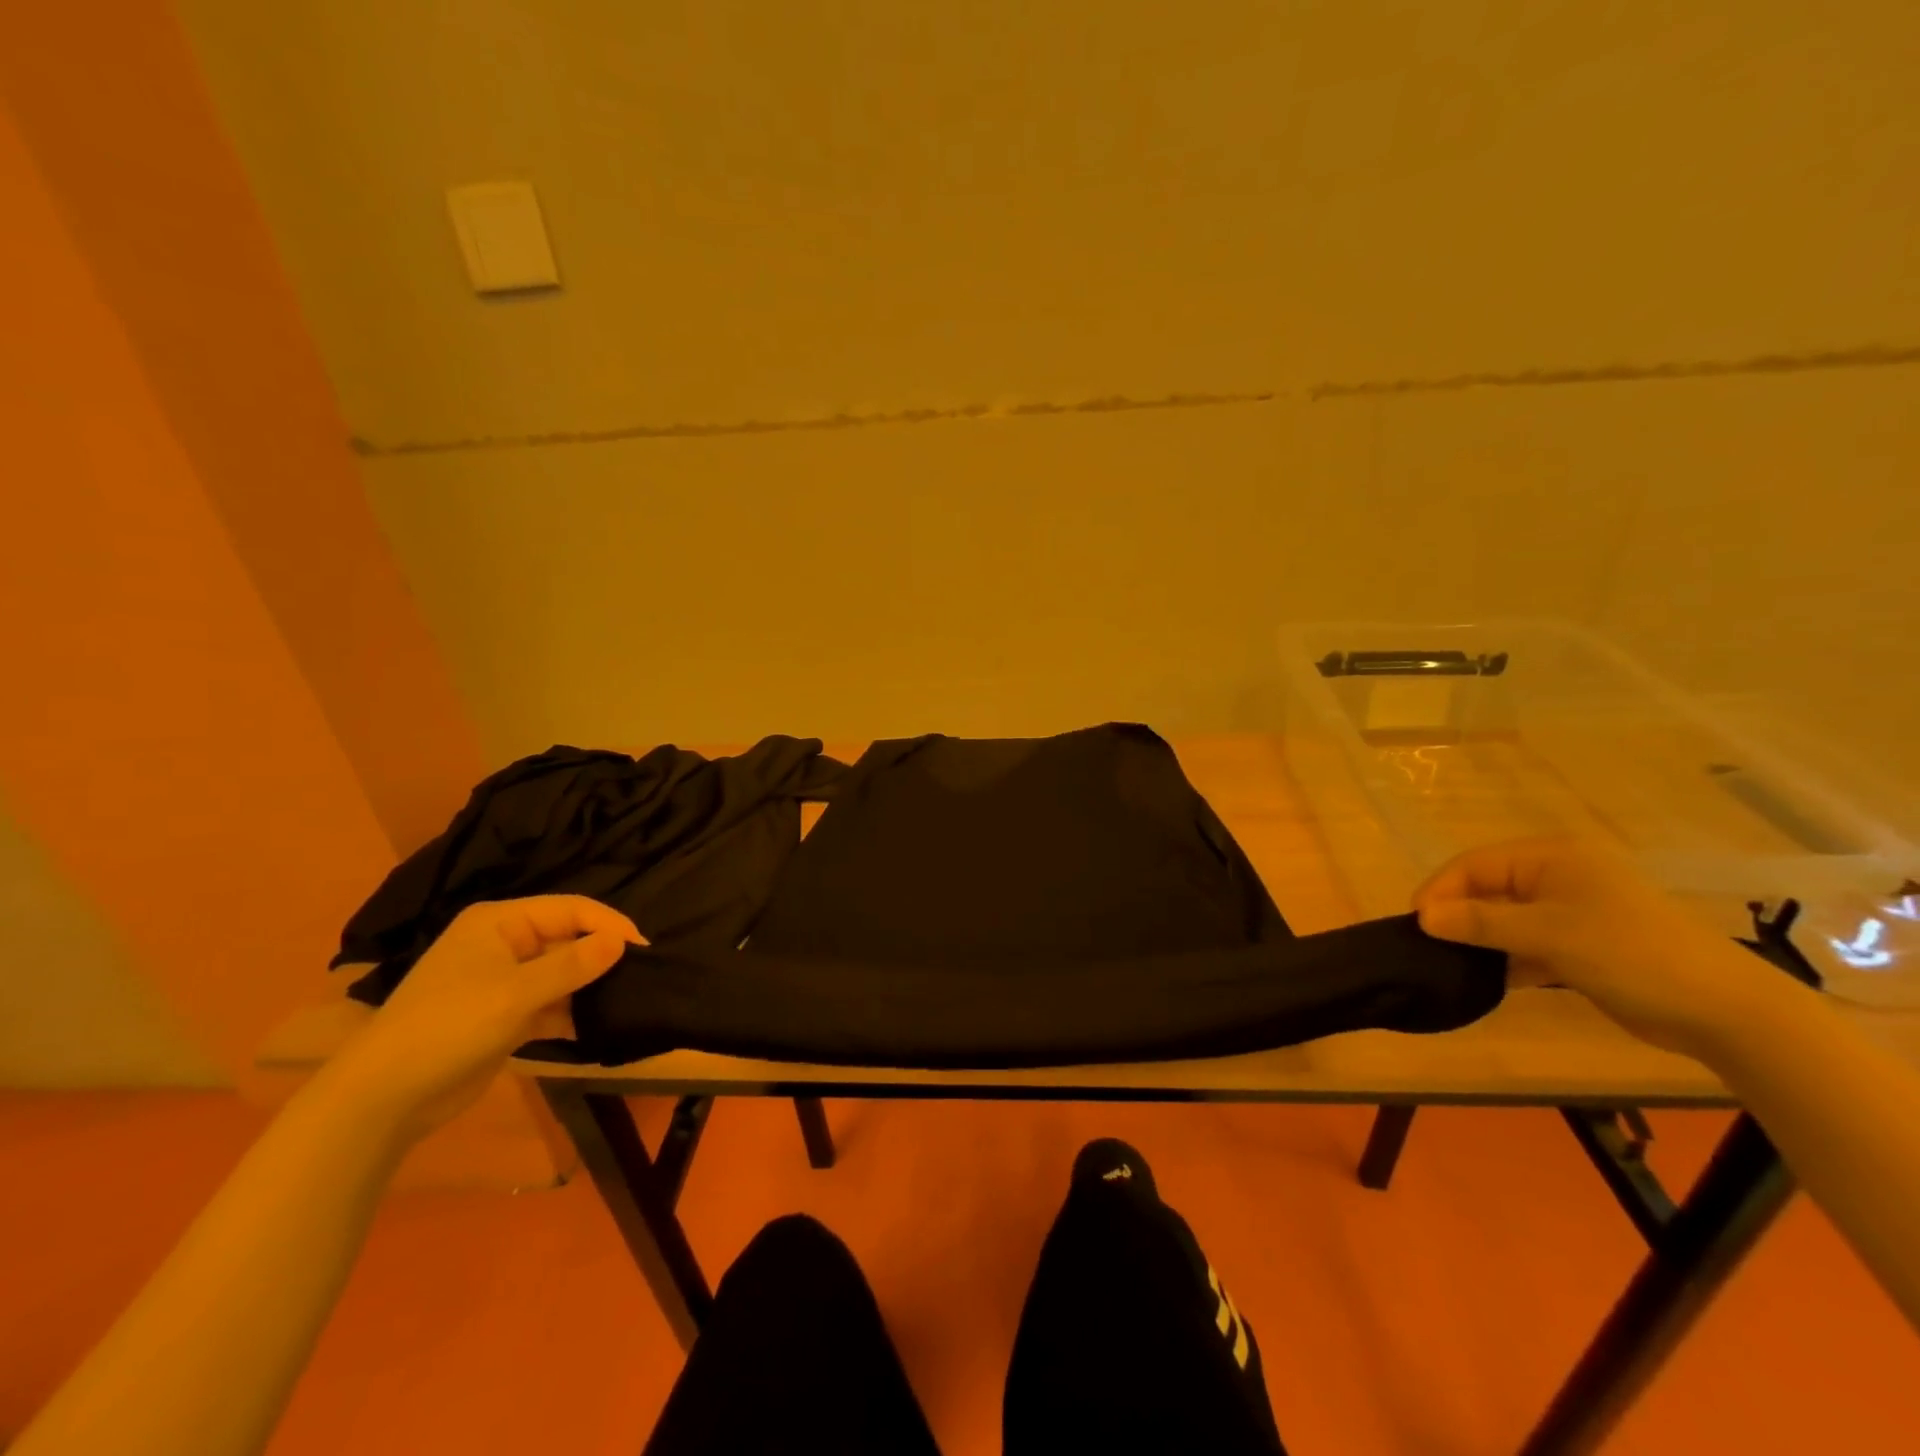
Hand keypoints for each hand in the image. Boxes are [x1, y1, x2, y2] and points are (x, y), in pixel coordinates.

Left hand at [322, 897, 643, 1143]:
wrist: (383, 1099)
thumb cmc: (449, 1027)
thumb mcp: (516, 993)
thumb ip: (573, 965)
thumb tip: (623, 941)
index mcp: (500, 923)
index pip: (570, 909)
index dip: (609, 924)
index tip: (644, 949)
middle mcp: (503, 944)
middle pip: (567, 939)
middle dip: (601, 955)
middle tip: (643, 975)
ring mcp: (502, 982)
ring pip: (561, 973)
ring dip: (590, 986)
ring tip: (629, 999)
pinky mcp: (503, 1017)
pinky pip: (550, 1004)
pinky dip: (572, 1013)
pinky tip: (600, 1026)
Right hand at [1412, 837, 1779, 1058]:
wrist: (1725, 1011)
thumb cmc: (1630, 954)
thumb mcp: (1548, 935)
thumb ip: (1480, 923)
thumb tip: (1422, 917)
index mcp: (1551, 858)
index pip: (1475, 864)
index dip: (1440, 890)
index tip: (1416, 924)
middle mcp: (1558, 876)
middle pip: (1487, 889)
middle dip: (1457, 915)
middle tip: (1430, 945)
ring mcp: (1573, 911)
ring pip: (1506, 918)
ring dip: (1481, 939)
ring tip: (1453, 963)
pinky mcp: (1583, 944)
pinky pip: (1528, 942)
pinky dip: (1508, 958)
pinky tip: (1491, 979)